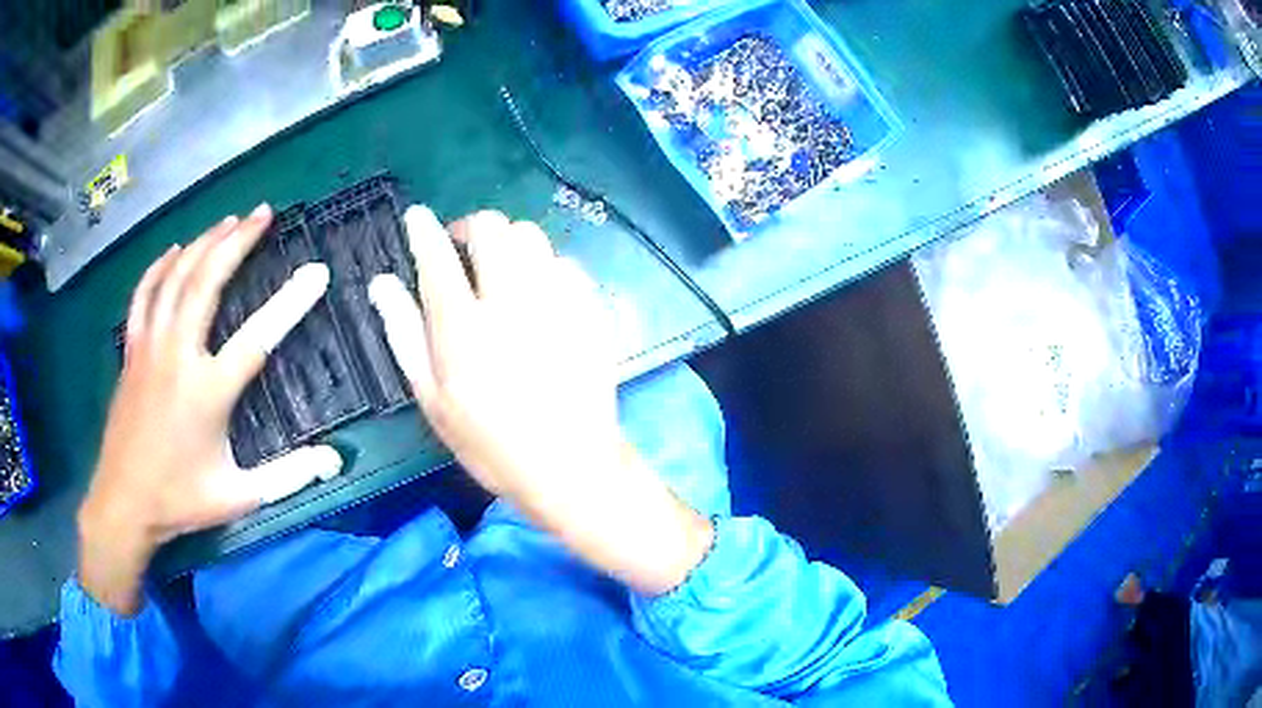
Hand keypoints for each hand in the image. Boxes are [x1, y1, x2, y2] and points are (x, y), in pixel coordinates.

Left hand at [80, 205, 342, 614]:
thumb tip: (334, 461)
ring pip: (176, 278)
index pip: (257, 337)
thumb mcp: (238, 497)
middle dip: (237, 241)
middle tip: (262, 213)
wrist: (124, 503)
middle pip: (207, 282)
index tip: (316, 271)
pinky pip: (144, 295)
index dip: (290, 302)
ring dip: (203, 243)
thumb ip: (287, 477)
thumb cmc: (180, 500)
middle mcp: (178, 356)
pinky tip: (174, 250)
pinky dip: (160, 267)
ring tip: (227, 221)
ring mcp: (150, 348)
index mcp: (207, 391)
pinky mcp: (132, 351)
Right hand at [370, 207, 711, 594]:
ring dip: (509, 242)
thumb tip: (382, 284)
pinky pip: (565, 263)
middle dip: (470, 228)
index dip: (423, 230)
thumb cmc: (491, 443)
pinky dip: (545, 266)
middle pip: (492, 229)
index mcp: (463, 328)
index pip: (437, 257)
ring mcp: (557, 303)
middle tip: (462, 249)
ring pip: (532, 236)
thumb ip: (405, 335)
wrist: (571, 466)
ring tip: (501, 269)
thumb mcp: (434, 401)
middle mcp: (511, 302)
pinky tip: (539, 293)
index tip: (418, 219)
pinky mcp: (590, 310)